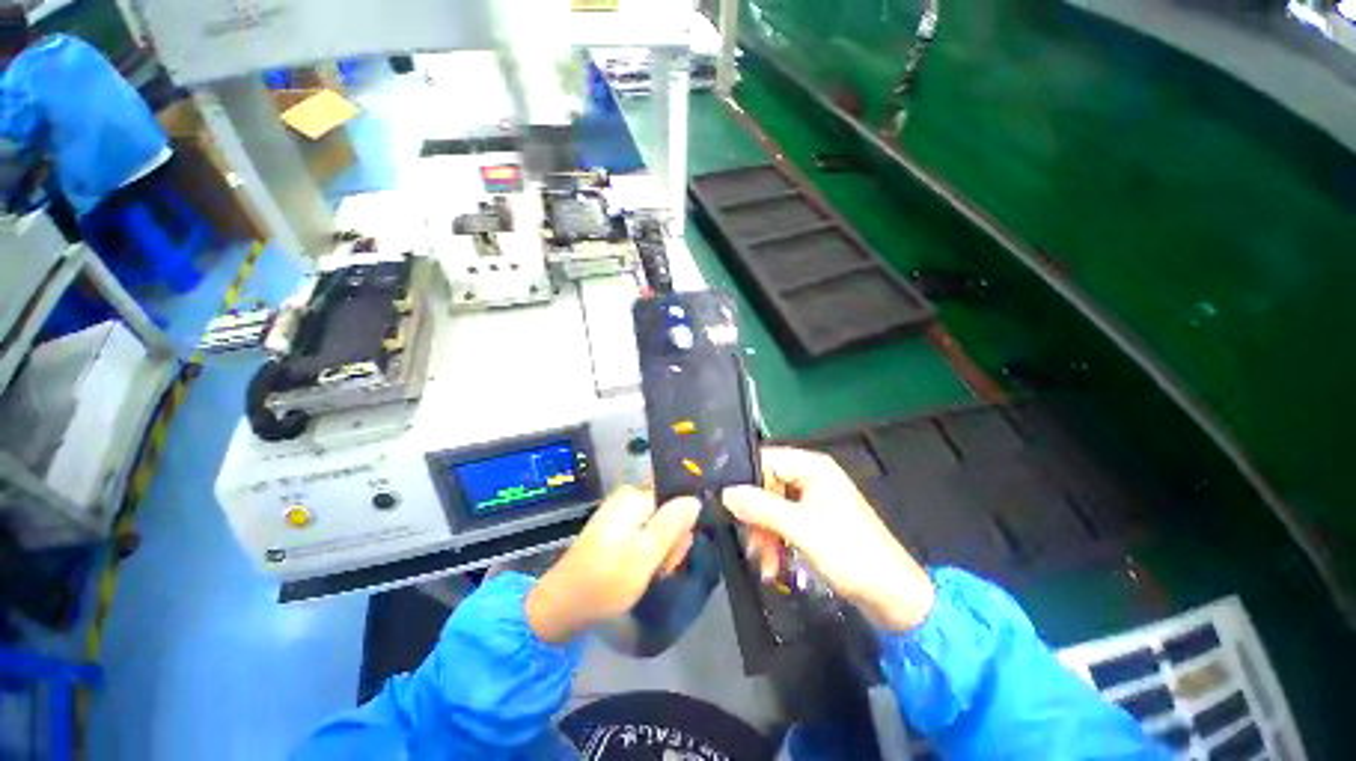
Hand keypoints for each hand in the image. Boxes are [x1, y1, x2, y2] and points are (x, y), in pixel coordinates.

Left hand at [526, 487, 700, 642]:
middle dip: (669, 543)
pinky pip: (645, 535)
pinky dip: (648, 554)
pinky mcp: (617, 529)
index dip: (680, 529)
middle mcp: (628, 498)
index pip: (676, 501)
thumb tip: (695, 499)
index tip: (673, 557)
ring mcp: (621, 513)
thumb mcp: (642, 556)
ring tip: (648, 574)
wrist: (561, 607)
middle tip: (659, 569)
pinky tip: (641, 571)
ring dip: (660, 552)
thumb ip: (670, 526)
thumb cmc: (603, 583)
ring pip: (659, 527)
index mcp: (634, 497)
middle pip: (668, 514)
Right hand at [722, 447, 934, 631]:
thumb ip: (762, 508)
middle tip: (751, 544)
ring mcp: (811, 498)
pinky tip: (772, 564)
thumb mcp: (802, 530)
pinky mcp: (812, 520)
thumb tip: (726, 493)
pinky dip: (774, 541)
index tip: (726, 505)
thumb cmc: (852, 556)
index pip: (765, 460)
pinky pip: (781, 521)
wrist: (894, 599)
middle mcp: (810, 476)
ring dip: (763, 534)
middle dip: (755, 516)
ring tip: (764, 563)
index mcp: (812, 467)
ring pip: (770, 506)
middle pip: (765, 485)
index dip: (744, 480)